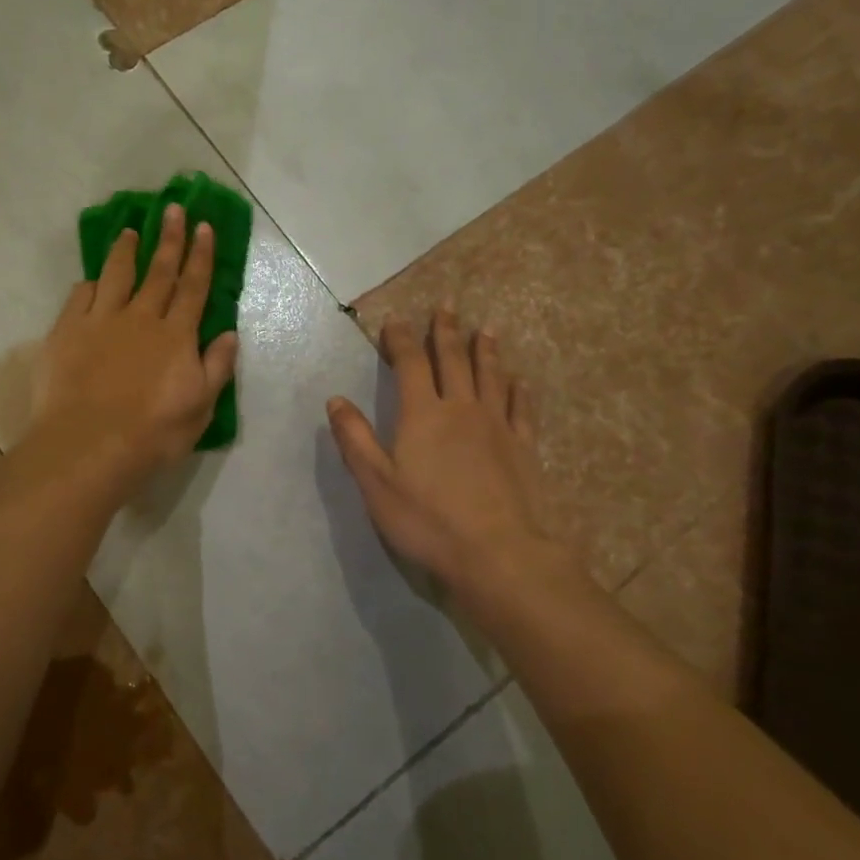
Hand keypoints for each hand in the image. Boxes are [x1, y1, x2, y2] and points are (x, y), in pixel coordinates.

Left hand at [29, 204, 239, 494]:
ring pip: (116, 274)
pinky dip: (90, 284)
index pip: (193, 287)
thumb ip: (216, 367)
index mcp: (176, 335)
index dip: (200, 256)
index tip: (204, 227)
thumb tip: (229, 333)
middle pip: (159, 271)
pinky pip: (80, 296)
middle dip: (169, 238)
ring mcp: (101, 321)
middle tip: (174, 209)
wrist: (89, 445)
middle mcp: (141, 318)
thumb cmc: (153, 433)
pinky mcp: (67, 331)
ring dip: (126, 250)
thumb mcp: (200, 407)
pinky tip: (92, 280)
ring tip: (130, 231)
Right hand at [327, 312, 591, 626]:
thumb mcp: (376, 483)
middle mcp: (461, 409)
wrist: (496, 552)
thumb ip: (355, 439)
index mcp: (422, 414)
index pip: (410, 364)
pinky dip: (517, 389)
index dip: (401, 339)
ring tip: (484, 329)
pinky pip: (521, 408)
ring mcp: (497, 425)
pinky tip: (518, 379)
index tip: (395, 320)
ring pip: (490, 376)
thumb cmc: (427, 519)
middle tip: (446, 306)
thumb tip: (335, 401)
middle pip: (453, 360)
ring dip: (485, 350)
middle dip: (446, 332)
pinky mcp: (523, 446)